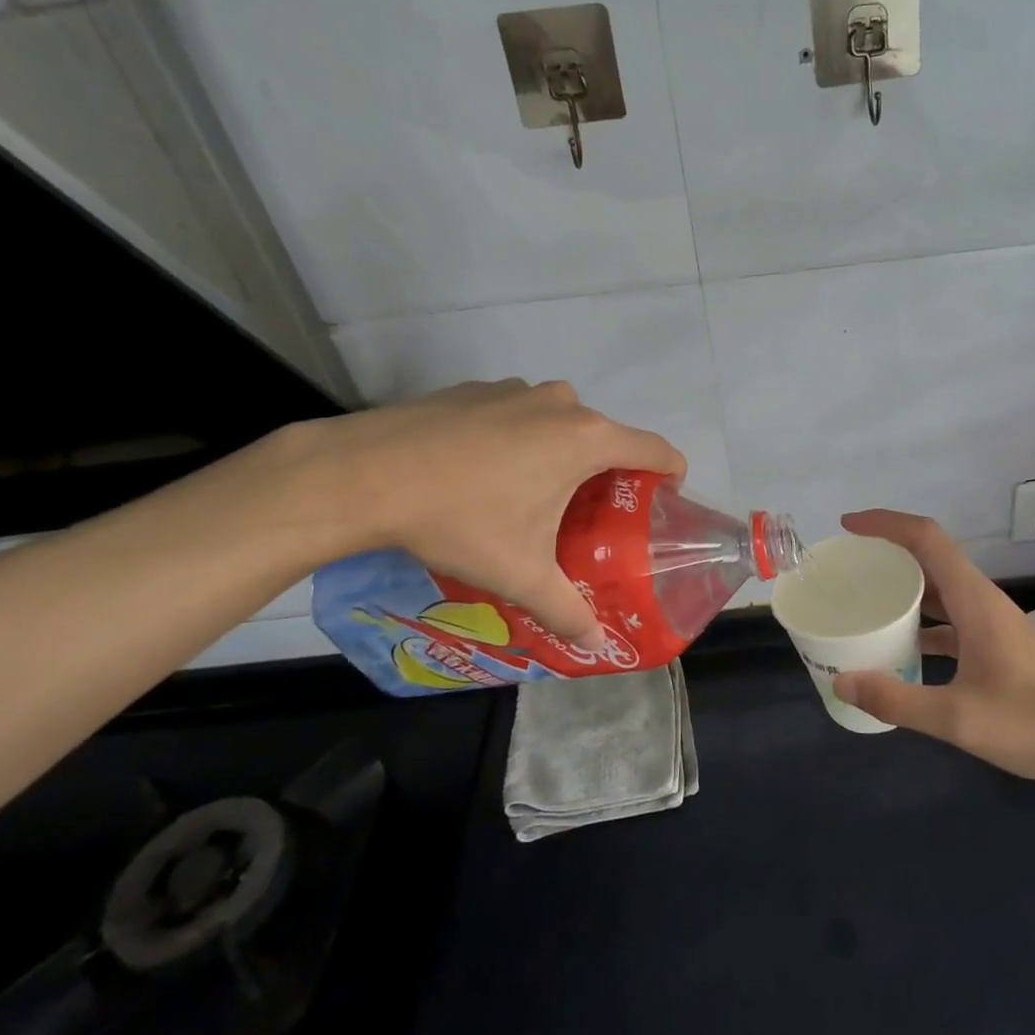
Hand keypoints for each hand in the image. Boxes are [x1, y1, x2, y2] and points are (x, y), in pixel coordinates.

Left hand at [299, 380, 684, 648]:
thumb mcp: (520, 574)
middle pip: (606, 438)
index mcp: (586, 440)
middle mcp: (561, 404)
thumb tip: (599, 645)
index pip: (656, 449)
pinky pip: (519, 414)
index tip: (663, 500)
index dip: (670, 474)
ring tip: (532, 496)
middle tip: (589, 517)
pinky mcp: (477, 389)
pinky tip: (483, 473)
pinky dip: (520, 439)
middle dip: (607, 474)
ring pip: (560, 423)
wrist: (363, 474)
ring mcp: (516, 390)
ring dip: (560, 454)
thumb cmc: (461, 520)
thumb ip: (567, 610)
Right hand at [833, 510, 1034, 787]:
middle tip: (846, 567)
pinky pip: (950, 619)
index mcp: (974, 600)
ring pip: (940, 589)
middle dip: (887, 553)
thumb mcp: (959, 718)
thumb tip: (841, 682)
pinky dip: (921, 623)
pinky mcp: (997, 645)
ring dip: (904, 588)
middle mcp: (981, 601)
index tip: (848, 526)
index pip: (926, 538)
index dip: (885, 524)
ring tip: (864, 601)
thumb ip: (898, 700)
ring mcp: (992, 623)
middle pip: (929, 557)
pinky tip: (901, 649)